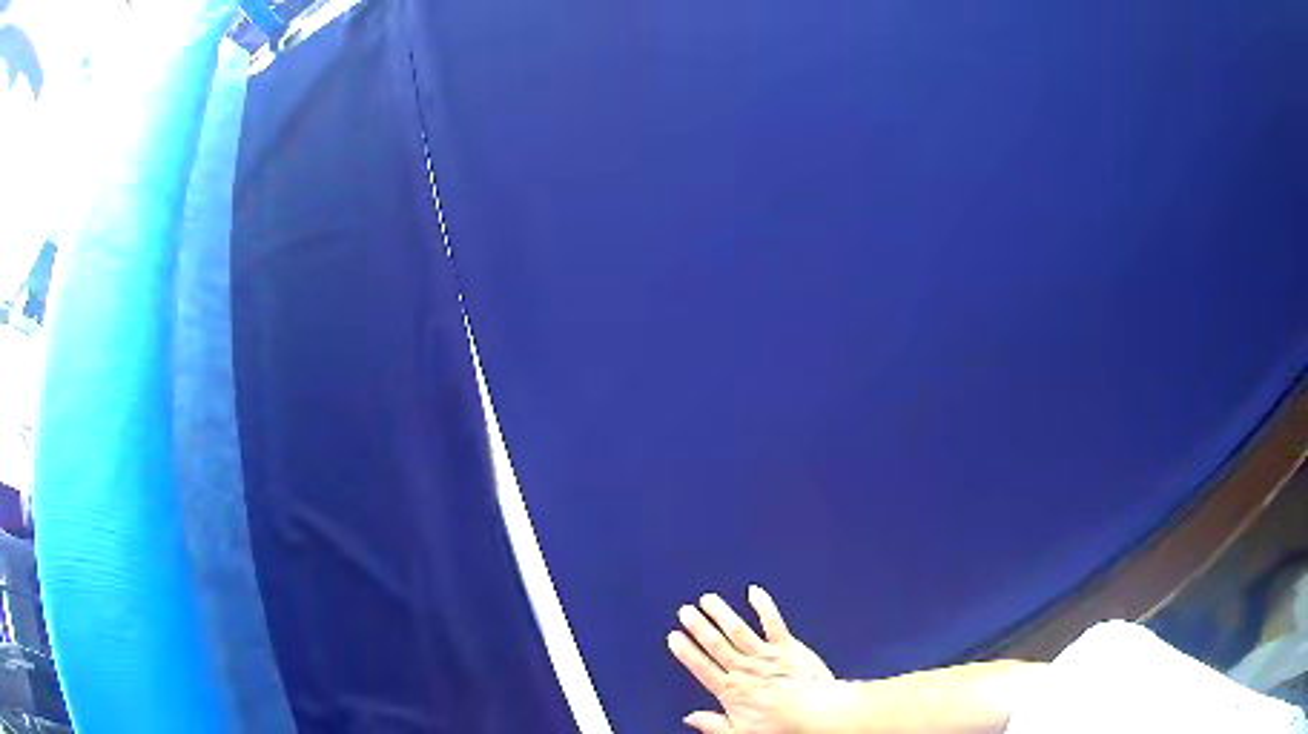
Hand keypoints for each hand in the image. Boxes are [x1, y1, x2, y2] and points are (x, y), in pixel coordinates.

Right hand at [668, 585, 837, 732]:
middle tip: (685, 611)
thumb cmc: (782, 725)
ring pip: (738, 630)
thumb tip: (690, 719)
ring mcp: (765, 655)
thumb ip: (714, 725)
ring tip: (708, 599)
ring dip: (721, 614)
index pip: (703, 667)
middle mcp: (745, 669)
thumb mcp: (740, 733)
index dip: (687, 652)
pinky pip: (772, 622)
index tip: (674, 637)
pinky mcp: (787, 646)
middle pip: (717, 644)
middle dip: (699, 627)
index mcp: (732, 690)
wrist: (816, 713)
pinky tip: (754, 592)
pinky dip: (763, 606)